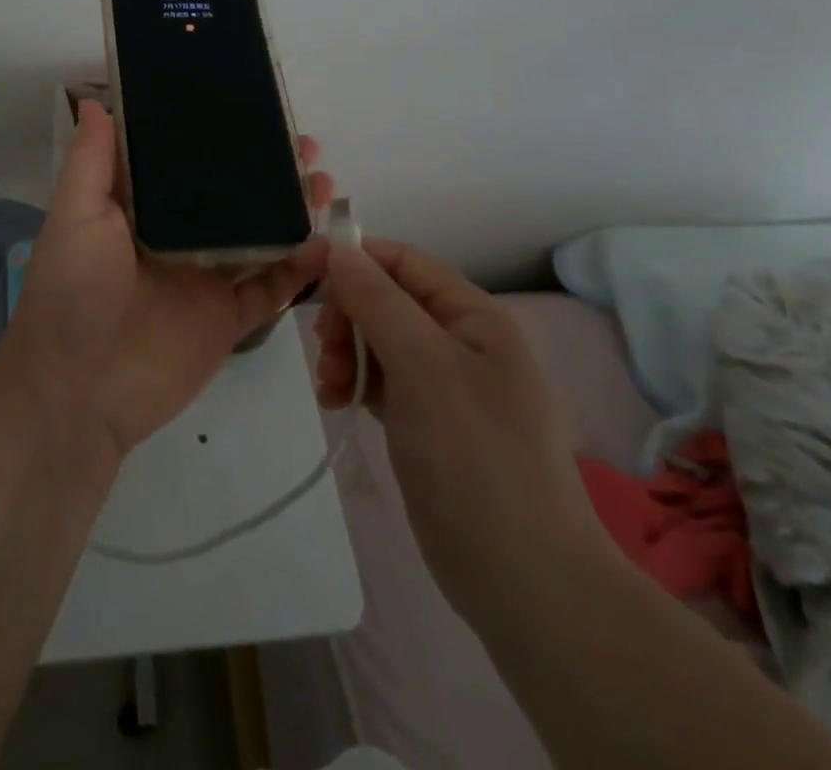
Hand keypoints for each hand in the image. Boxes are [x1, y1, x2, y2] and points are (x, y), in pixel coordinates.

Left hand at [5, 100, 332, 458]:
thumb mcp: (75, 215)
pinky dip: (299, 270)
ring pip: (259, 236)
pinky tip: (324, 245)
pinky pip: (270, 289)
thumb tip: (99, 101)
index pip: (184, 162)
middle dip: (267, 171)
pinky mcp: (227, 319)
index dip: (217, 137)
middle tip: (304, 146)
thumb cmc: (73, 291)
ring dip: (291, 210)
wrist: (79, 391)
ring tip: (323, 182)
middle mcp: (178, 237)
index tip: (250, 109)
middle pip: (231, 196)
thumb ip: (93, 161)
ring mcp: (205, 278)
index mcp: (141, 209)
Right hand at [313, 240, 609, 615]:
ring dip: (346, 352)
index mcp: (474, 316)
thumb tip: (337, 247)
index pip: (404, 262)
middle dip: (348, 316)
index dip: (356, 259)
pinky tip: (337, 402)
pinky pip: (383, 381)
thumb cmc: (475, 458)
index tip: (307, 275)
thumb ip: (377, 301)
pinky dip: (356, 383)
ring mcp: (446, 386)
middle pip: (387, 301)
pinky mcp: (428, 423)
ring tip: (330, 387)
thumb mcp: (423, 366)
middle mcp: (461, 342)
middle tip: (323, 350)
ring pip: (380, 341)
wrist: (523, 582)